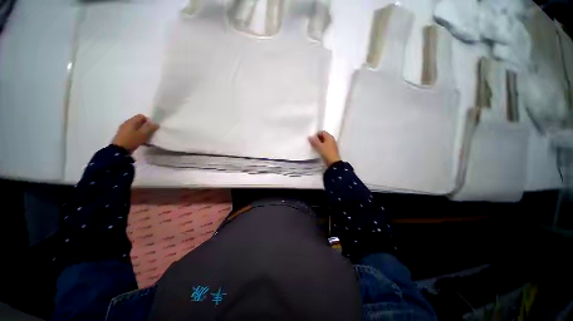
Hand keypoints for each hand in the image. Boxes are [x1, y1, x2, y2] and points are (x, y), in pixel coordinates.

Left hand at [112, 114, 158, 152]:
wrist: (119, 150)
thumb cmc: (132, 140)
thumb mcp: (143, 134)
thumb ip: (150, 128)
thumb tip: (156, 124)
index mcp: (131, 121)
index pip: (141, 116)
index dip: (148, 120)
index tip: (152, 127)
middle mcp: (126, 123)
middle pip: (138, 121)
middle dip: (145, 126)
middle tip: (149, 133)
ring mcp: (123, 129)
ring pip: (135, 127)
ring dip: (141, 130)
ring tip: (145, 137)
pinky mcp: (122, 134)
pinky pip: (132, 131)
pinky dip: (136, 134)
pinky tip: (139, 140)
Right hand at [309, 131, 340, 165]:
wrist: (333, 162)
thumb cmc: (327, 153)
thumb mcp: (319, 147)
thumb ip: (314, 141)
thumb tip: (310, 137)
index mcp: (329, 137)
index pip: (322, 132)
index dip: (316, 134)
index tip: (312, 139)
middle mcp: (331, 139)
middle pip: (323, 136)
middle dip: (317, 139)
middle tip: (313, 143)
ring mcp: (332, 145)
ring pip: (324, 141)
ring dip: (319, 143)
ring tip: (315, 147)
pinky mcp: (331, 149)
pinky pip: (325, 145)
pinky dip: (322, 146)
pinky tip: (319, 150)